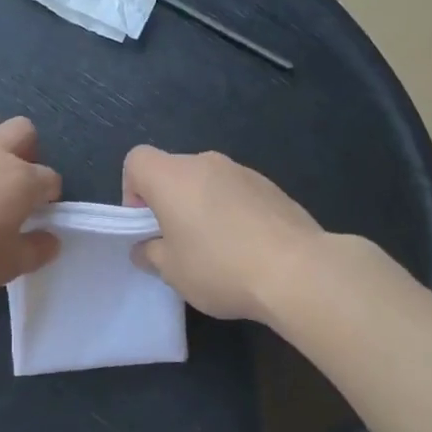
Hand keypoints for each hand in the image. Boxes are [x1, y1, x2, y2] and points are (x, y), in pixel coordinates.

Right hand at [122, 146, 326, 322]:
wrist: (298, 271)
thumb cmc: (220, 267)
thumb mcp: (171, 271)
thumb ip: (150, 254)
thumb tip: (147, 247)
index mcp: (173, 176)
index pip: (136, 160)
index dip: (132, 190)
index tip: (147, 225)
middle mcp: (206, 163)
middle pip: (173, 171)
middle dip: (169, 202)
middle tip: (179, 244)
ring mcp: (243, 172)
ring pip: (207, 183)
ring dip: (202, 207)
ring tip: (218, 250)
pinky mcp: (272, 187)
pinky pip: (237, 194)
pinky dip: (233, 213)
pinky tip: (247, 249)